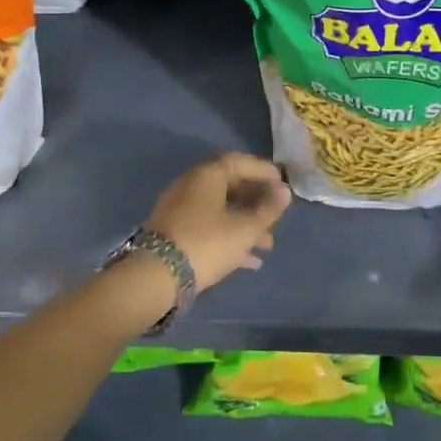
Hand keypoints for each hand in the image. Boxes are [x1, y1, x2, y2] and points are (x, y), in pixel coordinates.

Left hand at [146, 152, 292, 290]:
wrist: (156, 277)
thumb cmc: (207, 243)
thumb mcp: (245, 228)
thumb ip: (268, 209)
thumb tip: (285, 190)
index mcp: (207, 175)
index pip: (240, 162)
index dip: (263, 171)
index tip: (282, 184)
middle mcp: (191, 186)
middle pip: (231, 186)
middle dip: (257, 203)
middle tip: (276, 217)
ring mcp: (180, 210)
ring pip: (221, 210)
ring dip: (246, 224)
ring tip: (267, 246)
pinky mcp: (174, 233)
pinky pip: (208, 227)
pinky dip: (229, 237)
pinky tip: (249, 261)